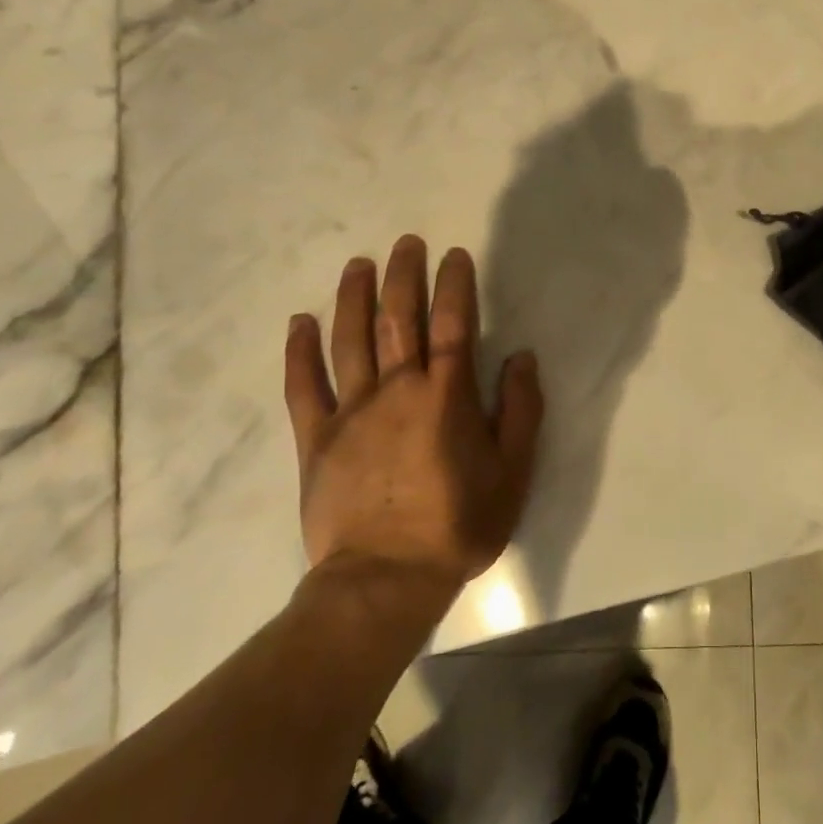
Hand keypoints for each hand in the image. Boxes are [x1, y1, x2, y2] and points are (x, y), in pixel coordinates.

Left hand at [283, 235, 542, 588]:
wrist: (385, 580)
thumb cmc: (459, 524)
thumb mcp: (513, 471)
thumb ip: (521, 410)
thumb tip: (522, 357)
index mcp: (447, 395)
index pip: (453, 323)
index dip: (455, 284)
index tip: (454, 254)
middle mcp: (398, 389)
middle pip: (398, 318)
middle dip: (404, 275)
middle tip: (406, 242)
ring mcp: (352, 411)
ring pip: (351, 339)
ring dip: (354, 297)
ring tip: (359, 265)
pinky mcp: (317, 438)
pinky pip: (304, 386)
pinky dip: (300, 351)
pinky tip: (299, 323)